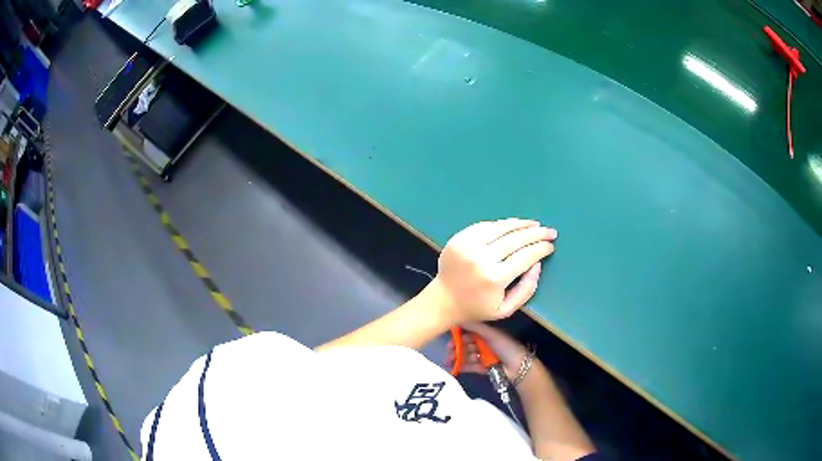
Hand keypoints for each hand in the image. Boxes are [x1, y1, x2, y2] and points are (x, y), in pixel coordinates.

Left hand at [431, 218, 556, 322]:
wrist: (443, 300)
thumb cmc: (477, 307)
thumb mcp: (506, 309)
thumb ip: (526, 290)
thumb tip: (537, 265)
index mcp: (494, 278)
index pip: (525, 256)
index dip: (541, 249)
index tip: (551, 245)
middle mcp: (481, 258)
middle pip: (516, 239)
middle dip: (537, 233)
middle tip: (550, 231)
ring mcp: (468, 245)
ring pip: (501, 228)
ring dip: (521, 224)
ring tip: (534, 224)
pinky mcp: (459, 238)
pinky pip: (485, 226)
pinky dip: (501, 225)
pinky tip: (512, 226)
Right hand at [449, 322, 535, 381]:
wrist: (517, 367)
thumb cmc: (505, 346)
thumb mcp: (491, 334)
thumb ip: (475, 326)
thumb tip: (459, 317)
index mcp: (487, 333)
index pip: (469, 332)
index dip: (459, 334)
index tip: (450, 336)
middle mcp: (483, 343)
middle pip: (466, 344)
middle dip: (456, 347)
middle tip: (448, 350)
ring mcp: (482, 356)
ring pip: (466, 355)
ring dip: (457, 357)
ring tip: (449, 360)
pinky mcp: (482, 368)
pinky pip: (469, 366)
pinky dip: (461, 366)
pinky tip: (453, 367)